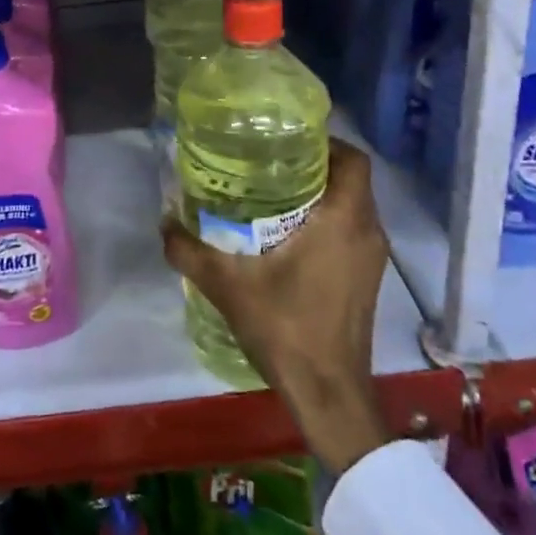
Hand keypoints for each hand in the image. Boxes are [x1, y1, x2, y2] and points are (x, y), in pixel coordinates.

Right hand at [161, 138, 394, 472]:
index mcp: (344, 219)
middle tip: (269, 163)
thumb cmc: (286, 328)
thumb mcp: (227, 285)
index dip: (325, 141)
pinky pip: (351, 230)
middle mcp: (367, 231)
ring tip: (273, 194)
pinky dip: (327, 221)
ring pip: (352, 206)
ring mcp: (372, 258)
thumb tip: (163, 222)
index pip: (352, 159)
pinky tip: (288, 235)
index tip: (286, 141)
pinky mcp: (367, 279)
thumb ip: (189, 251)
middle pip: (351, 179)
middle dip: (314, 165)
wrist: (328, 393)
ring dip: (321, 194)